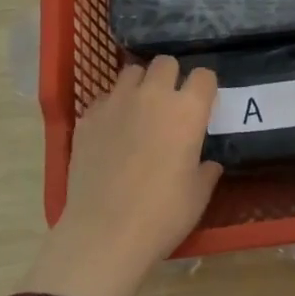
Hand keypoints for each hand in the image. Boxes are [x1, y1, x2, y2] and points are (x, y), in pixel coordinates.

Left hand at [26, 56, 221, 295]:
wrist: (105, 232)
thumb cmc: (163, 214)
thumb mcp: (198, 195)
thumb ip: (206, 170)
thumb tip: (207, 163)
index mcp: (187, 110)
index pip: (204, 75)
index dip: (205, 87)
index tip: (203, 104)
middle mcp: (152, 96)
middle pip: (165, 63)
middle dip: (171, 77)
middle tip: (171, 104)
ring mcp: (115, 103)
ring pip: (131, 72)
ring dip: (140, 85)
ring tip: (140, 110)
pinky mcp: (87, 118)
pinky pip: (104, 98)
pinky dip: (112, 107)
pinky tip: (112, 132)